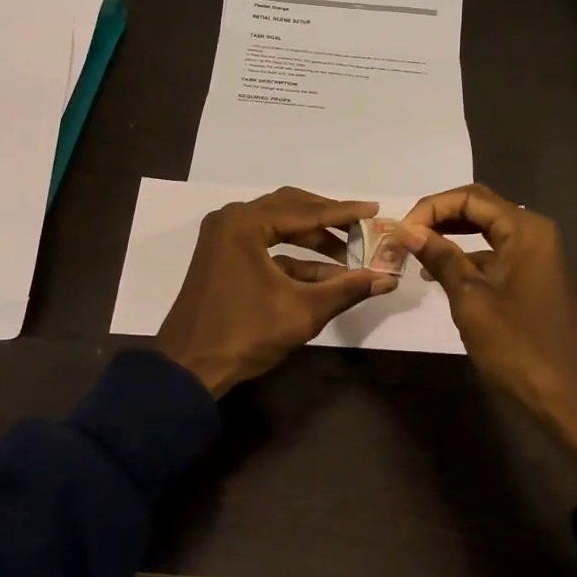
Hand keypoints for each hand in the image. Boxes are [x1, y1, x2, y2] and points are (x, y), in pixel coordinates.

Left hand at [156, 188, 398, 396]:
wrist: (189, 368)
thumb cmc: (245, 333)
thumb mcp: (302, 311)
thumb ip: (346, 289)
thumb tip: (387, 278)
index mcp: (245, 223)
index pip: (306, 211)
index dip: (345, 213)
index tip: (375, 209)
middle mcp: (232, 220)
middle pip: (291, 209)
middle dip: (329, 221)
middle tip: (362, 229)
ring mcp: (224, 238)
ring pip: (279, 227)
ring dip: (313, 240)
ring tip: (349, 255)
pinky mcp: (223, 257)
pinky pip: (265, 246)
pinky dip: (294, 258)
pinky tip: (324, 276)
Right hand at [401, 184, 576, 489]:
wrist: (564, 396)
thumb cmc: (516, 346)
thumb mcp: (471, 300)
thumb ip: (441, 258)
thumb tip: (409, 231)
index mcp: (526, 230)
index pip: (470, 198)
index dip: (431, 208)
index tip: (401, 230)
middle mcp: (534, 233)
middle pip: (479, 208)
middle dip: (439, 217)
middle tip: (404, 236)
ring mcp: (536, 256)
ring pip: (485, 230)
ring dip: (450, 236)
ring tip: (414, 252)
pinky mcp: (532, 277)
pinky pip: (494, 253)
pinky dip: (466, 257)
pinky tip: (438, 274)